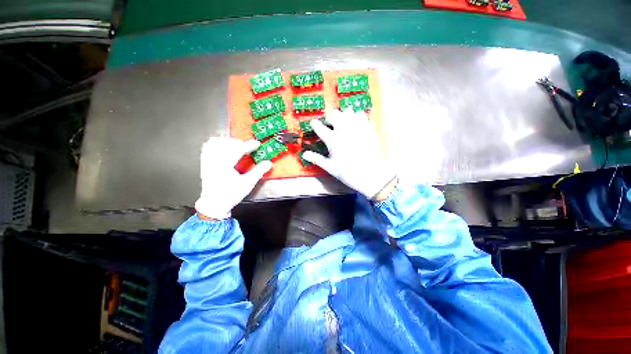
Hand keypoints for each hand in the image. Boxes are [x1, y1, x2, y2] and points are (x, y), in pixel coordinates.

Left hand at [195, 138, 271, 219]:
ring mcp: (207, 161)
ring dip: (228, 141)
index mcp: (225, 165)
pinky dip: (217, 144)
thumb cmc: (231, 194)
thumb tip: (268, 163)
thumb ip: (258, 171)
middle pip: (226, 143)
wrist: (214, 204)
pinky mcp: (204, 163)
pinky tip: (224, 148)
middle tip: (248, 147)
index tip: (257, 143)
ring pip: (215, 142)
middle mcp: (214, 160)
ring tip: (237, 146)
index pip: (237, 149)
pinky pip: (208, 147)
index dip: (249, 145)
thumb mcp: (247, 184)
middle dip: (239, 143)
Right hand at [303, 109, 396, 199]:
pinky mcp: (368, 129)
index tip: (314, 124)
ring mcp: (357, 128)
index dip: (315, 124)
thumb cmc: (348, 173)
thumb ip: (317, 159)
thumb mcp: (330, 167)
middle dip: (330, 118)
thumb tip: (304, 154)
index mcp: (333, 140)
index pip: (319, 127)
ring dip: (344, 116)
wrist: (370, 175)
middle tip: (331, 126)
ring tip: (344, 125)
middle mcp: (344, 130)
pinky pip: (362, 116)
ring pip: (349, 111)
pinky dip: (357, 118)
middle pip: (334, 114)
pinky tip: (357, 126)